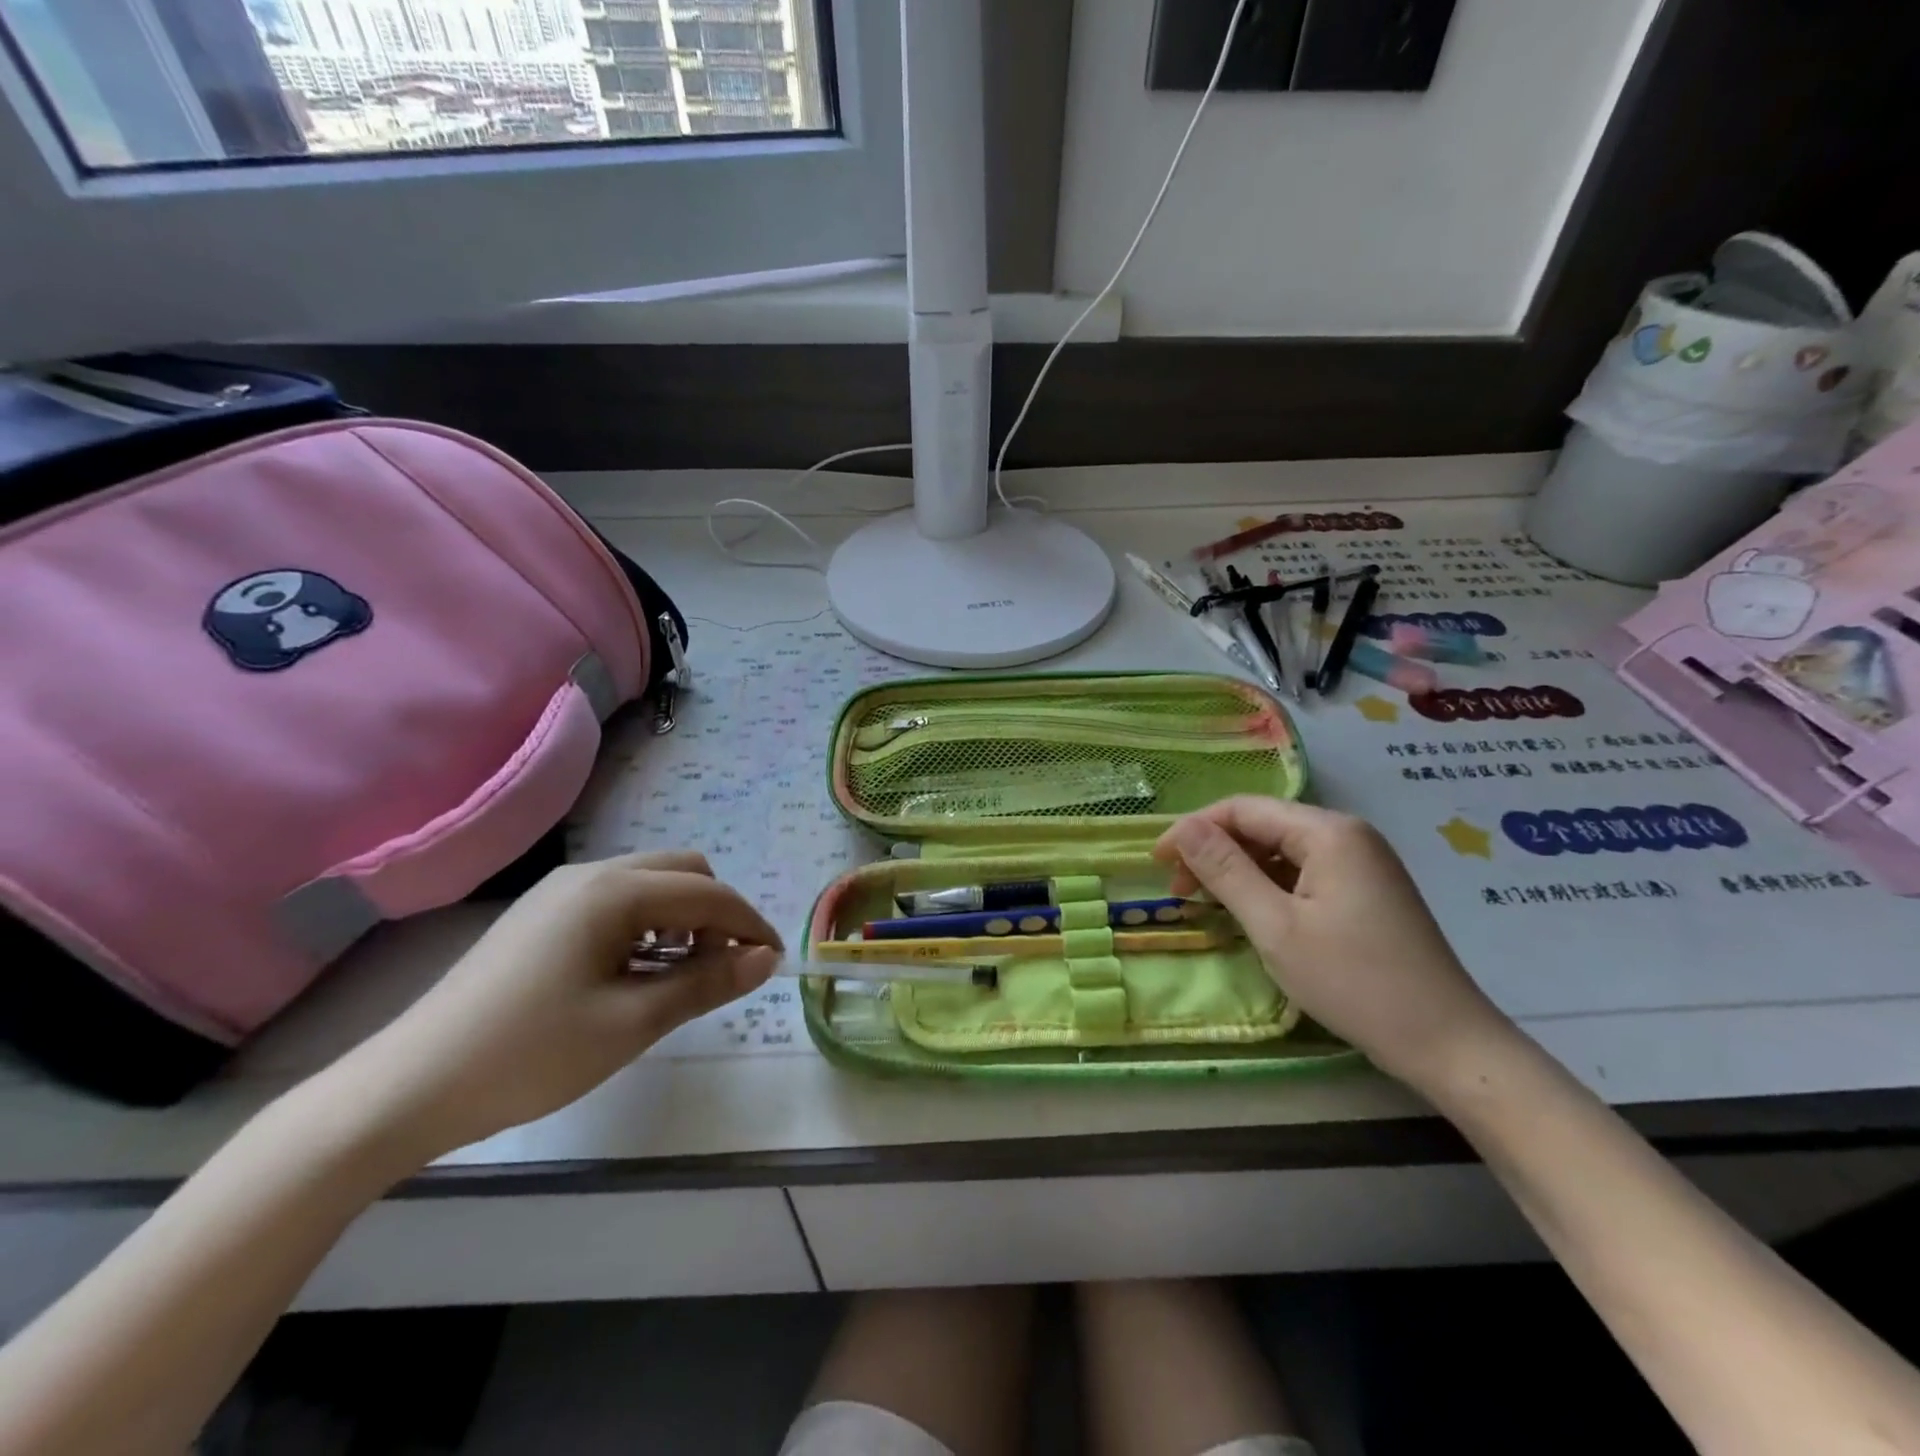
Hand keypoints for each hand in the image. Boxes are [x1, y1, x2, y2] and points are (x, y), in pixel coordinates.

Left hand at [330, 851, 780, 1159]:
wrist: (407, 1088)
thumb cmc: (530, 1053)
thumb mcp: (632, 1022)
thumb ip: (706, 983)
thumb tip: (765, 958)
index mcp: (615, 891)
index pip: (708, 894)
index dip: (750, 924)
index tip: (773, 963)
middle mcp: (590, 875)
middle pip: (683, 873)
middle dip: (717, 913)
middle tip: (723, 969)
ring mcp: (561, 893)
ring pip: (650, 886)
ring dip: (683, 920)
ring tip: (681, 978)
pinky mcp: (542, 916)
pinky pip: (617, 904)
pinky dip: (647, 927)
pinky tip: (637, 975)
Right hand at [1154, 797, 1513, 1089]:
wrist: (1448, 1044)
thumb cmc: (1355, 982)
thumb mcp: (1275, 927)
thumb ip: (1225, 871)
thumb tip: (1181, 829)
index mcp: (1328, 832)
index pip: (1243, 809)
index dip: (1193, 830)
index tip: (1157, 864)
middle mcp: (1348, 834)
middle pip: (1263, 825)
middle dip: (1214, 851)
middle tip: (1180, 892)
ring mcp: (1362, 862)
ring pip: (1281, 850)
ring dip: (1238, 870)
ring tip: (1207, 904)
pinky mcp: (1367, 890)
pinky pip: (1304, 872)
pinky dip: (1268, 886)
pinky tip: (1250, 912)